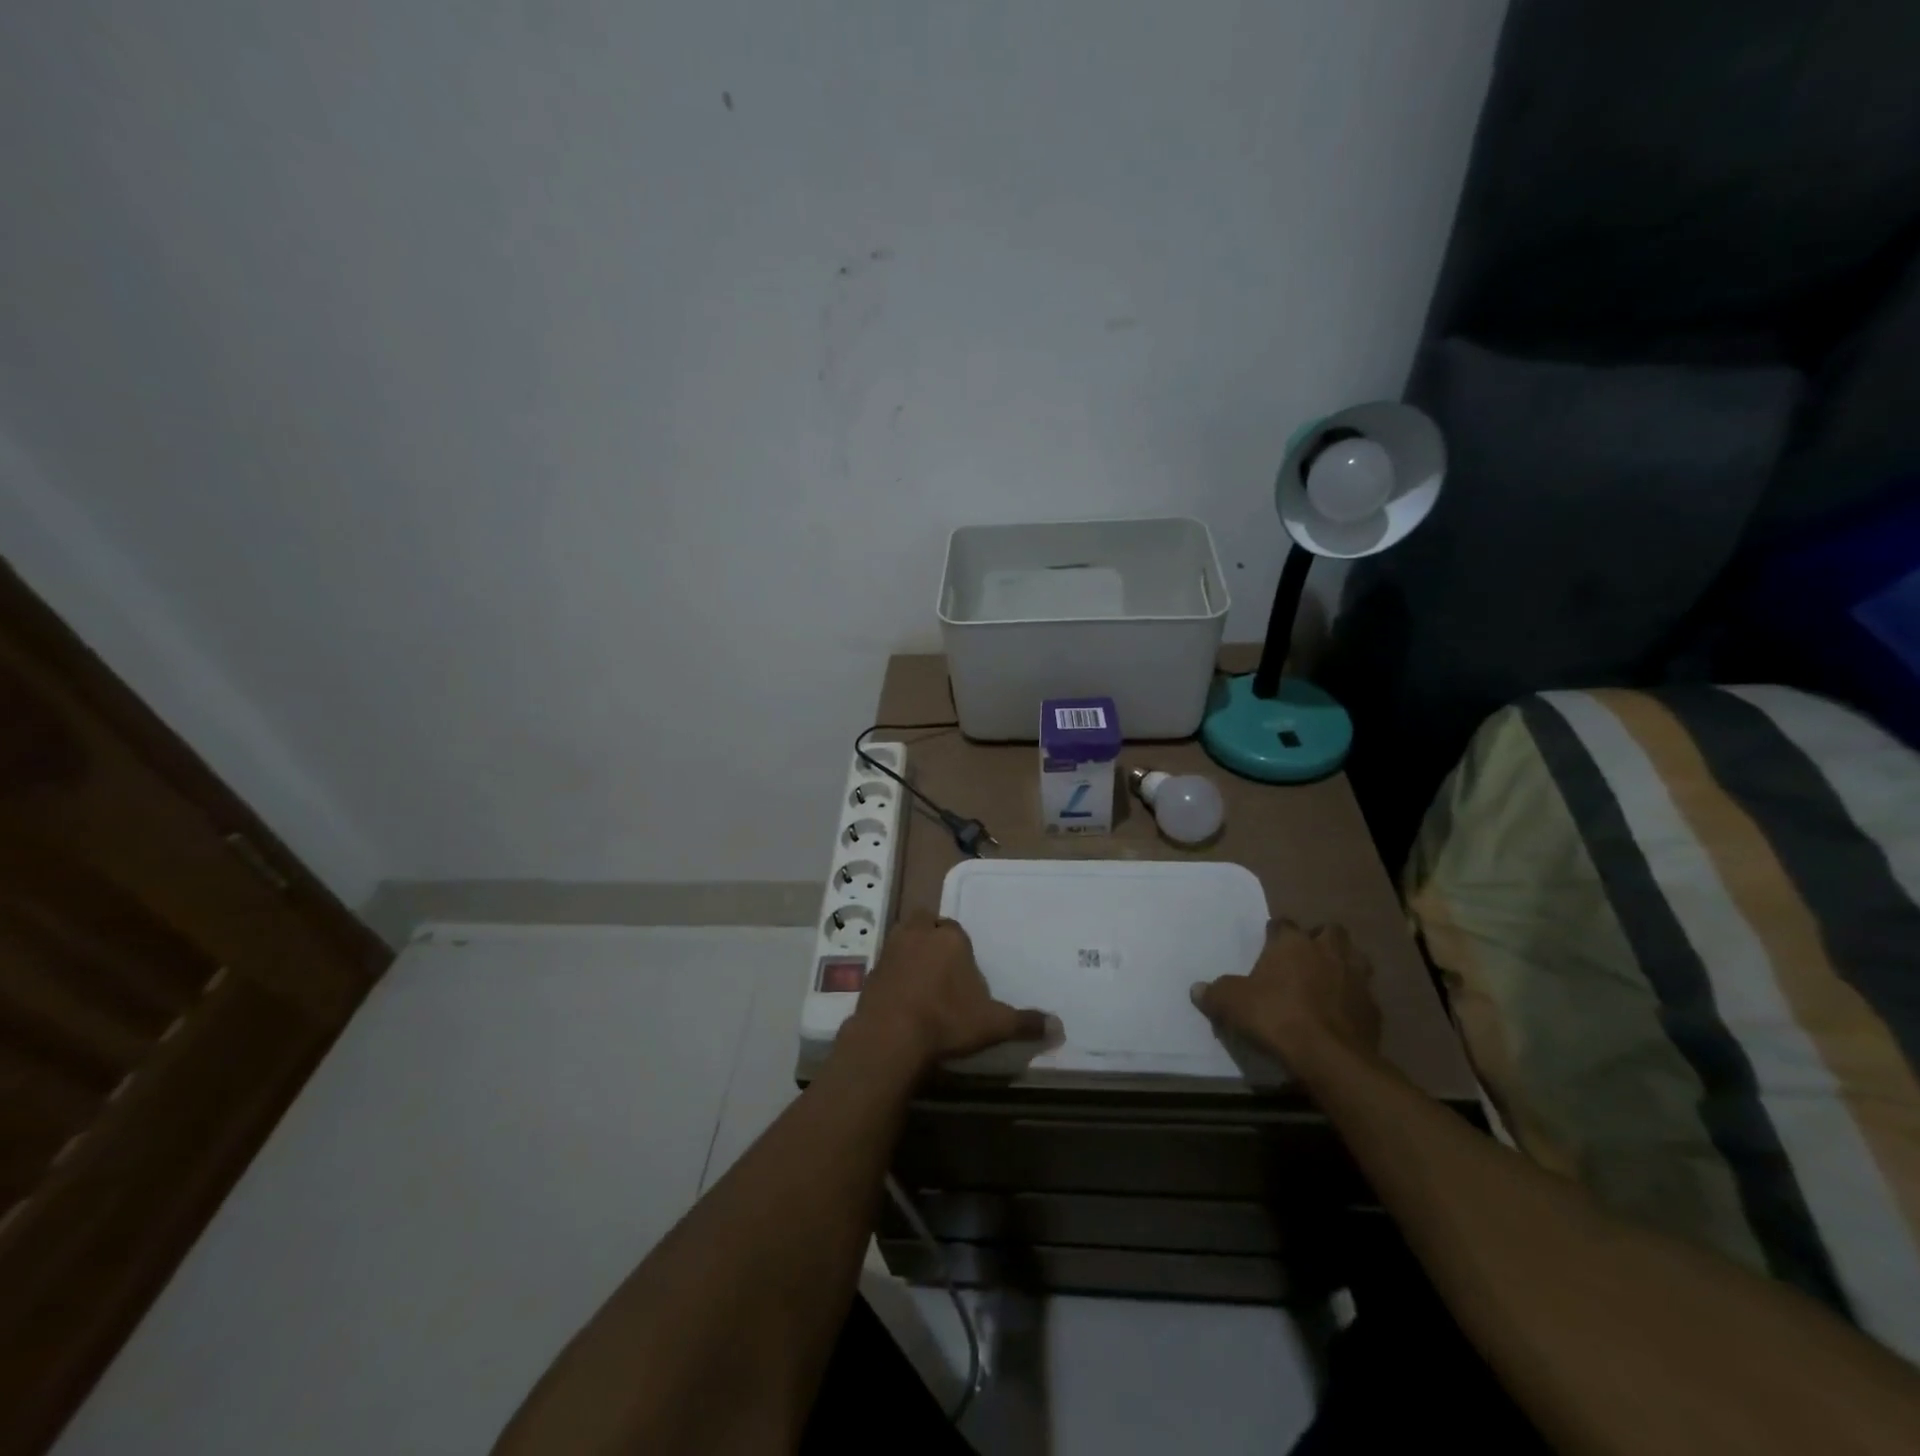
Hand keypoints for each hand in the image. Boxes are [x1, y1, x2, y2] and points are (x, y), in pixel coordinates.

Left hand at [844, 911, 1050, 1073]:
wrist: (890, 1038)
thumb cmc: (947, 1021)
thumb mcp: (993, 1025)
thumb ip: (1024, 1023)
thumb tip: (1059, 1027)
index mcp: (950, 938)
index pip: (956, 928)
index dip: (960, 945)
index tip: (965, 968)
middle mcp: (918, 935)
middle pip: (925, 922)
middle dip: (931, 935)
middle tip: (941, 963)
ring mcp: (890, 952)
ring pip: (902, 938)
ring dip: (909, 950)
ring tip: (920, 978)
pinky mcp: (869, 974)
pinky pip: (885, 965)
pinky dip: (892, 975)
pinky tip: (900, 999)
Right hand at [1191, 919, 1381, 1075]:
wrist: (1330, 1057)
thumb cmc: (1276, 1017)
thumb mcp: (1232, 1004)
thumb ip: (1214, 993)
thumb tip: (1197, 989)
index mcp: (1293, 943)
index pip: (1283, 924)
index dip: (1275, 933)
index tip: (1268, 945)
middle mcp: (1328, 951)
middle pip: (1330, 931)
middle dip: (1320, 940)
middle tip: (1304, 958)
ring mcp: (1357, 978)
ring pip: (1355, 958)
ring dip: (1344, 964)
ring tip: (1328, 980)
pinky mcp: (1374, 1008)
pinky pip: (1364, 995)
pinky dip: (1354, 1000)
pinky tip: (1341, 1013)